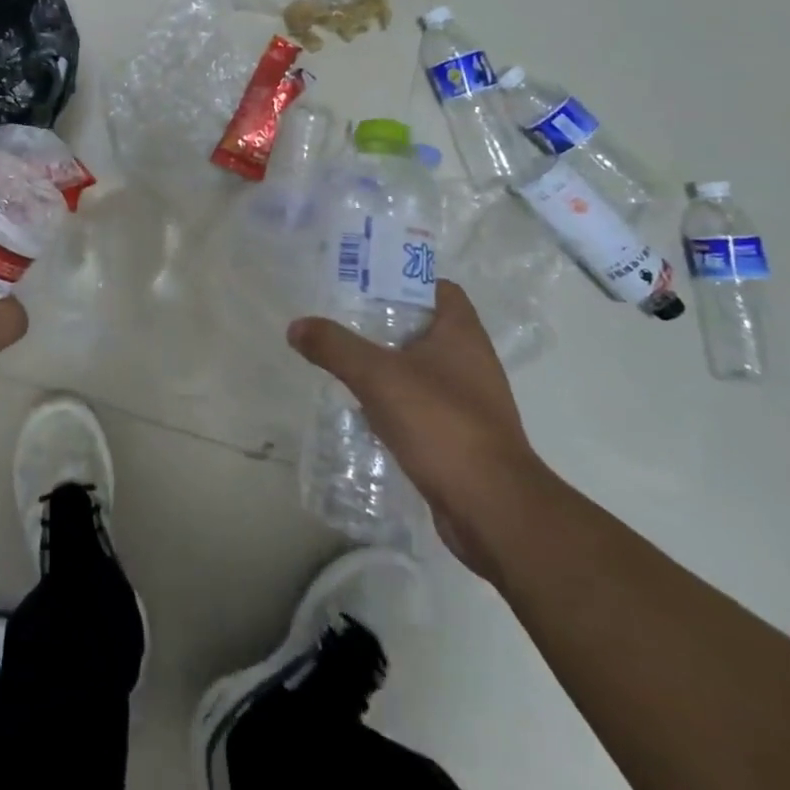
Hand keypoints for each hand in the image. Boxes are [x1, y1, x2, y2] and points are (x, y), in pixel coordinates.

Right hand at [288, 280, 545, 577]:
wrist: (493, 510)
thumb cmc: (441, 424)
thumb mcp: (377, 376)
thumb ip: (334, 346)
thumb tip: (296, 326)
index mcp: (462, 334)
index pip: (438, 288)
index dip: (403, 278)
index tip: (363, 282)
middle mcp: (471, 362)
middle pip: (424, 327)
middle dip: (384, 322)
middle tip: (341, 319)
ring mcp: (469, 403)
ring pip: (421, 369)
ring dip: (387, 365)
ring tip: (344, 362)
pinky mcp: (460, 438)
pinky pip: (421, 407)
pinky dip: (394, 403)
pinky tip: (364, 410)